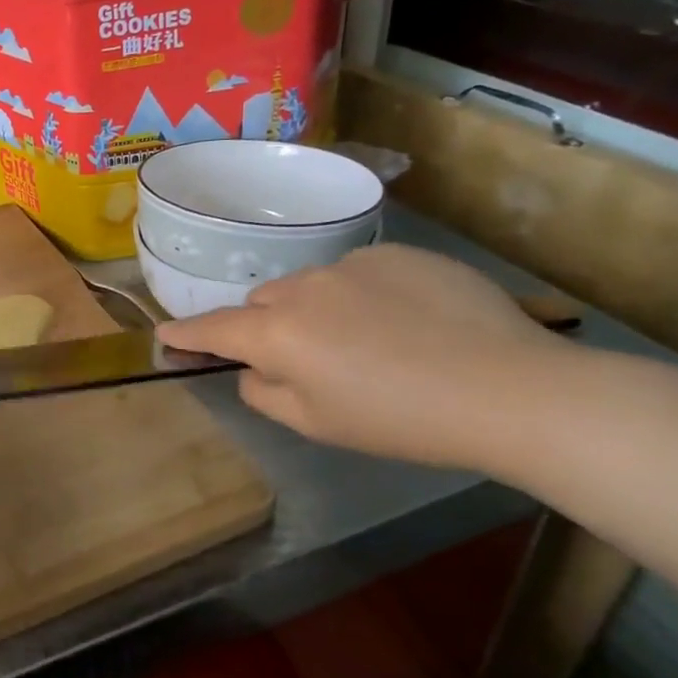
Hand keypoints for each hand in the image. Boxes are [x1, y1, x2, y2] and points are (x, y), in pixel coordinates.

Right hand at [156, 244, 567, 467]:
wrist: (512, 390)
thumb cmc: (400, 420)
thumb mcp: (316, 424)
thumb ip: (263, 392)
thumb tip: (253, 368)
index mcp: (277, 331)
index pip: (212, 329)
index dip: (185, 334)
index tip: (165, 334)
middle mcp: (303, 286)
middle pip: (261, 303)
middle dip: (265, 327)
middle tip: (304, 362)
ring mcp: (352, 263)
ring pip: (309, 286)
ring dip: (315, 310)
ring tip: (366, 344)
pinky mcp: (399, 254)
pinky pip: (357, 274)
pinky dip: (361, 296)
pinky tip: (405, 324)